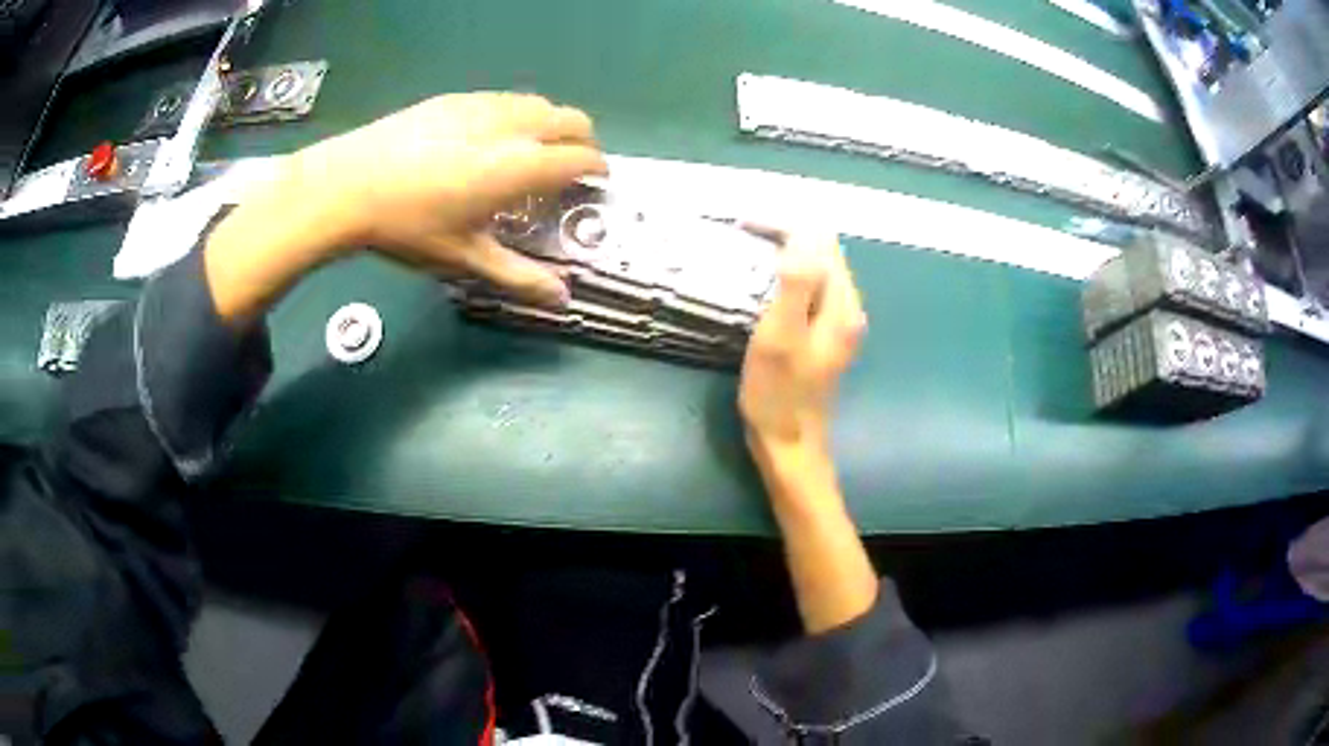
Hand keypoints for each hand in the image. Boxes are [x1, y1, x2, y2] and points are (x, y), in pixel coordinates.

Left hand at [292, 92, 606, 306]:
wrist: (349, 184)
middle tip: (573, 164)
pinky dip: (519, 114)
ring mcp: (483, 105)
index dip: (597, 168)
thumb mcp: (464, 258)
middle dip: (584, 139)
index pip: (581, 157)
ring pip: (539, 103)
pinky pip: (505, 99)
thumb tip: (563, 299)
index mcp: (520, 165)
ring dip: (552, 123)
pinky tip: (492, 136)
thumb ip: (519, 276)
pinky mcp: (456, 98)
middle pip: (570, 119)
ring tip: (535, 149)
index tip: (597, 180)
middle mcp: (512, 126)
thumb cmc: (409, 226)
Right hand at [739, 232, 865, 469]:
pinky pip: (810, 286)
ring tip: (748, 245)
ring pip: (816, 266)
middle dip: (784, 231)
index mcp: (841, 305)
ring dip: (785, 248)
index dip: (782, 224)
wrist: (789, 444)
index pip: (819, 240)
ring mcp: (837, 320)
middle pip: (822, 249)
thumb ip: (796, 283)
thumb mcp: (780, 337)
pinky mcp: (824, 332)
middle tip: (741, 230)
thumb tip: (802, 233)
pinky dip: (787, 271)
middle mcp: (848, 307)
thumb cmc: (778, 394)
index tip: (742, 224)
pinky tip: (764, 277)